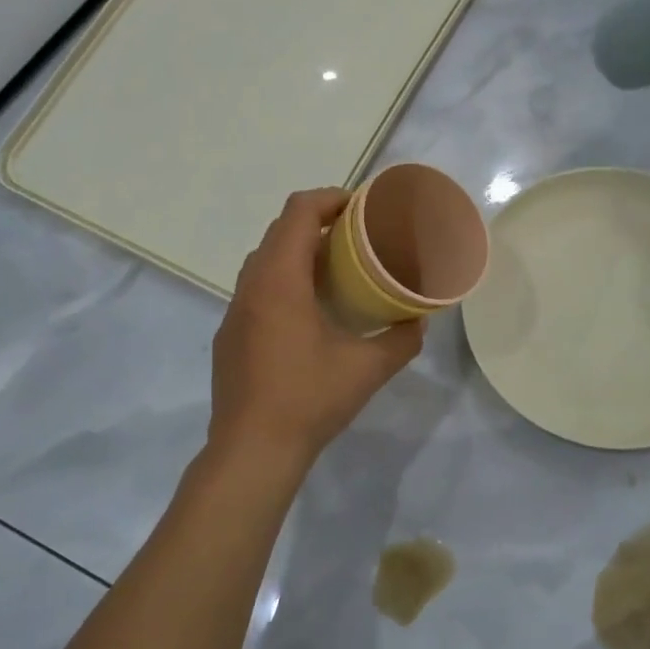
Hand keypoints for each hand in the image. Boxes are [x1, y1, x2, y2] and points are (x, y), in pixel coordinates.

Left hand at [209, 189, 423, 466]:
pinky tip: (307, 314)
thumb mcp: (367, 369)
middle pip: (280, 232)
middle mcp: (250, 287)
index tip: (361, 207)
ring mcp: (234, 312)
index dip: (331, 198)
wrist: (252, 450)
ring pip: (264, 262)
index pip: (298, 213)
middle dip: (318, 224)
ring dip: (298, 255)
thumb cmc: (309, 400)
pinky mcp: (229, 336)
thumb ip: (401, 340)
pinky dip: (282, 283)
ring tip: (335, 271)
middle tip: (356, 238)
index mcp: (279, 281)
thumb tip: (419, 322)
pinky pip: (256, 291)